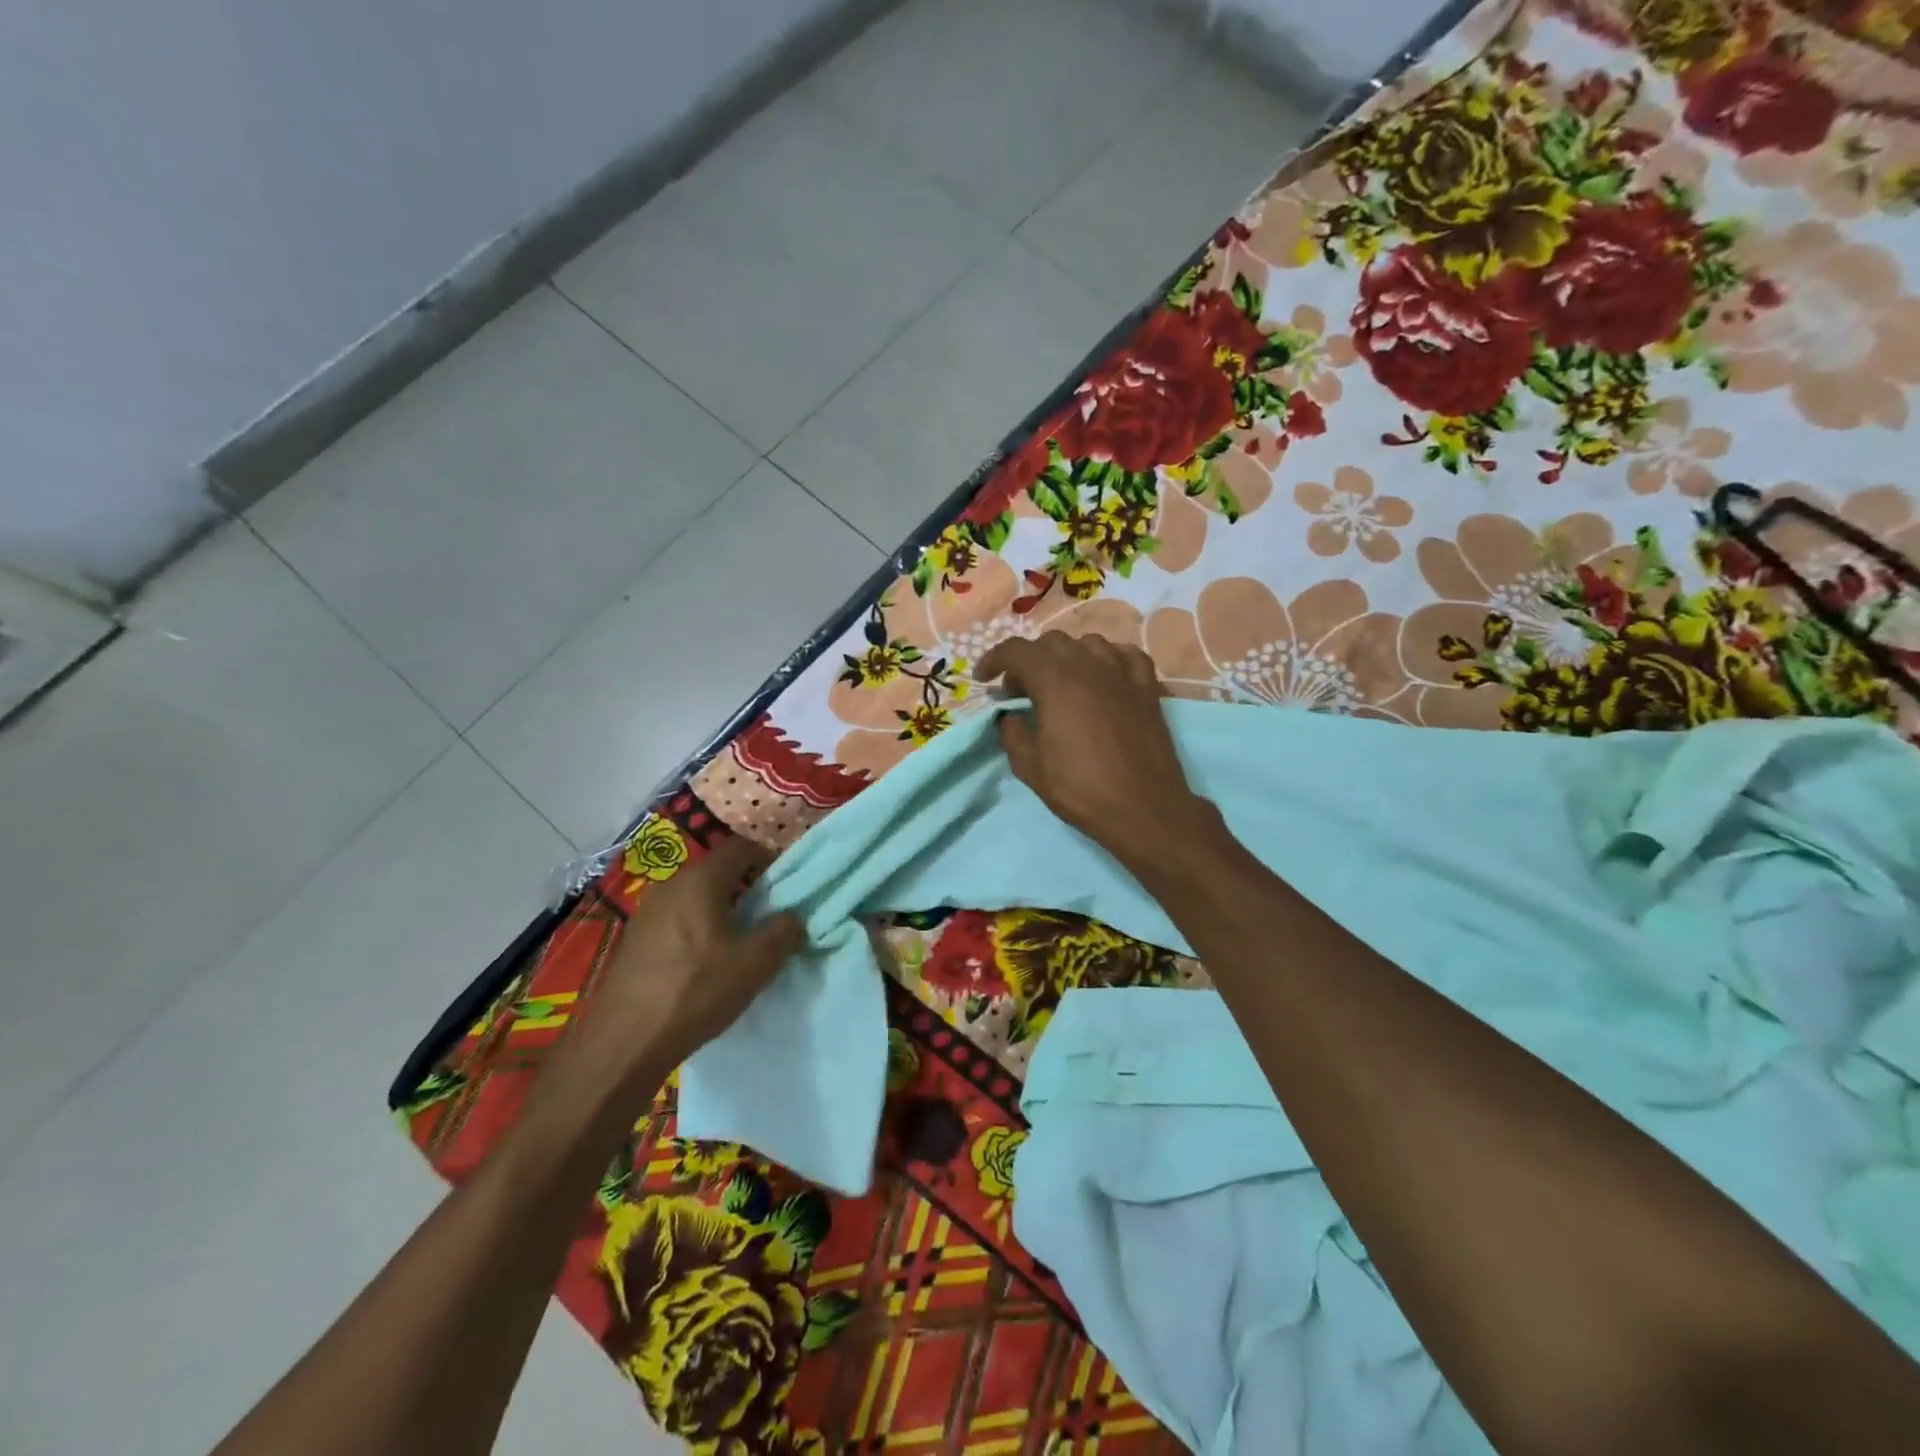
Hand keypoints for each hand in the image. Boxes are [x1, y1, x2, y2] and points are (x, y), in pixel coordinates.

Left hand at [558, 834, 801, 1103]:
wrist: (623, 1043)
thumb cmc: (696, 991)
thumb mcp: (755, 964)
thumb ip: (784, 931)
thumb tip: (794, 915)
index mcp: (701, 880)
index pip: (740, 847)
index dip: (767, 858)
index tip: (784, 885)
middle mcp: (671, 885)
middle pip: (716, 871)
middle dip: (745, 887)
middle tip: (766, 917)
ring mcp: (647, 912)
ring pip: (695, 897)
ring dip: (720, 911)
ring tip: (737, 944)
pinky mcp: (634, 939)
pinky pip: (676, 919)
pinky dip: (696, 929)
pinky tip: (703, 964)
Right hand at [974, 633, 1215, 866]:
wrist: (1143, 807)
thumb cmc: (1080, 788)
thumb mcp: (1030, 766)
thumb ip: (1012, 732)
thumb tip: (1010, 715)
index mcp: (1054, 680)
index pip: (1015, 650)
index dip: (993, 660)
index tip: (983, 680)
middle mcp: (1088, 664)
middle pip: (1050, 642)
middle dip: (1028, 660)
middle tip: (1019, 691)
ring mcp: (1122, 672)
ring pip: (1087, 643)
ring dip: (1066, 656)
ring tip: (1060, 683)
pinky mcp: (1147, 687)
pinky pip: (1124, 655)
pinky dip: (1107, 659)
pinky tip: (1103, 677)